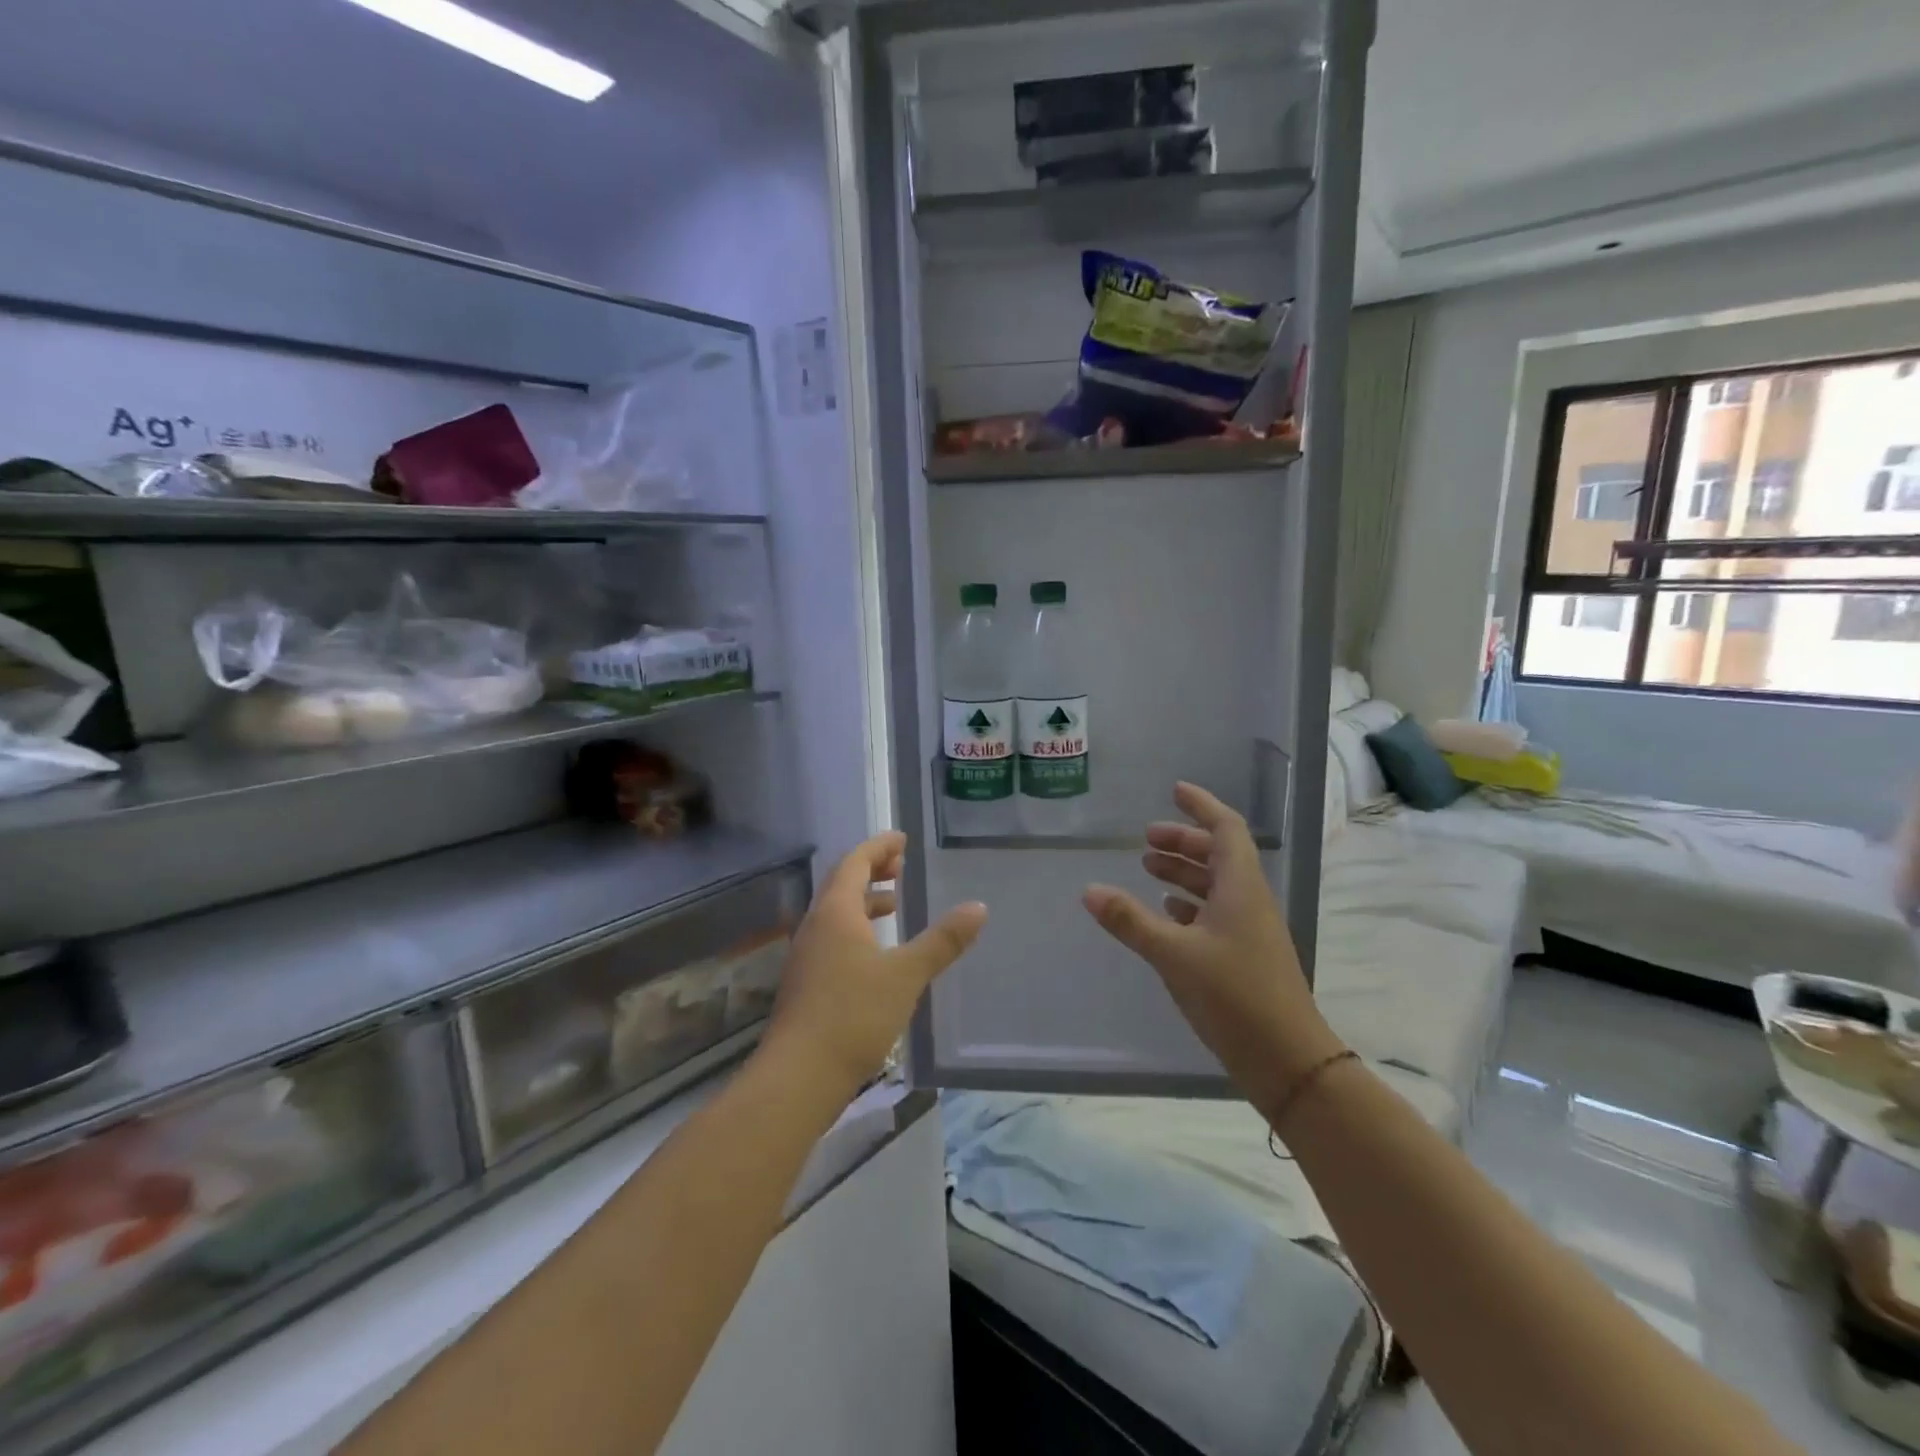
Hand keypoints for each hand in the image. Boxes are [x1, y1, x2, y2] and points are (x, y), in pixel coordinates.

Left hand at [763, 832, 986, 1097]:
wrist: (799, 1075)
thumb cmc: (854, 1015)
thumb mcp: (906, 975)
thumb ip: (942, 941)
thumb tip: (978, 907)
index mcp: (836, 912)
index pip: (855, 862)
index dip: (879, 847)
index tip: (902, 839)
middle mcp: (816, 925)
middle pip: (842, 883)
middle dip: (871, 869)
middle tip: (900, 866)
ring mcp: (807, 955)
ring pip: (836, 912)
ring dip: (864, 900)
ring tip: (894, 905)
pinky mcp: (806, 982)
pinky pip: (833, 936)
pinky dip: (856, 928)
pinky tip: (876, 953)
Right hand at [1083, 782, 1342, 1102]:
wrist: (1287, 1060)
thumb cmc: (1234, 996)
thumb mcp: (1174, 954)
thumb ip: (1130, 920)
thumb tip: (1089, 890)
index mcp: (1241, 887)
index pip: (1226, 828)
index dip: (1201, 806)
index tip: (1174, 791)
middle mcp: (1249, 901)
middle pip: (1219, 855)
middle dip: (1184, 841)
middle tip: (1146, 840)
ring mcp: (1250, 930)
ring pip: (1216, 885)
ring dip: (1184, 872)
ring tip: (1148, 869)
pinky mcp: (1245, 957)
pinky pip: (1216, 914)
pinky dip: (1190, 905)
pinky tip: (1166, 914)